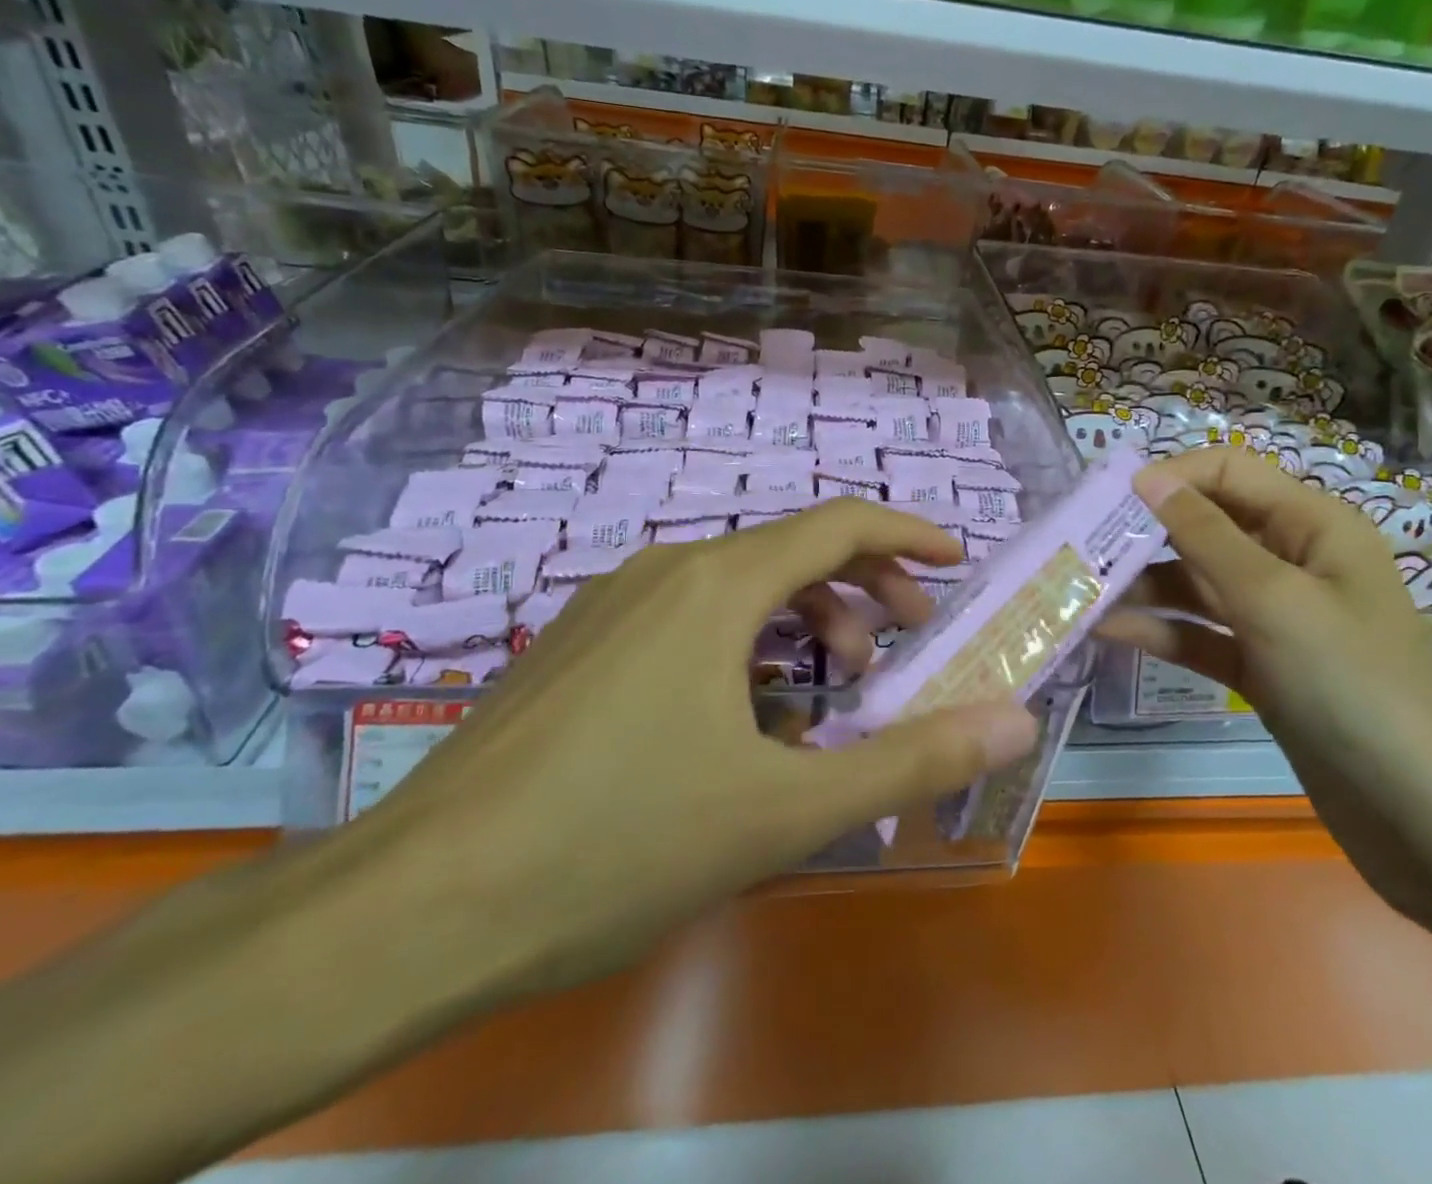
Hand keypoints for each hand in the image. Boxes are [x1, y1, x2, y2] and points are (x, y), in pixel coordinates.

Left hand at [356, 499, 1040, 998]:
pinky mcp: (577, 644)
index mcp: (717, 585)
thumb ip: (910, 759)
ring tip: (833, 687)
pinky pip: (688, 616)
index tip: (954, 562)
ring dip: (803, 619)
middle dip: (864, 587)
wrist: (417, 907)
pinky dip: (745, 641)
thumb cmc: (618, 847)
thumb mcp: (786, 810)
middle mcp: (665, 570)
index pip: (838, 525)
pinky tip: (743, 714)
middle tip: (907, 643)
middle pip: (791, 550)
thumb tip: (1013, 720)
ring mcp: (611, 603)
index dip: (907, 535)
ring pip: (737, 584)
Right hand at [1101, 449, 1431, 920]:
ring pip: (1194, 583)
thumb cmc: (1356, 687)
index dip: (1169, 477)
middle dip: (1143, 532)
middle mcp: (1291, 561)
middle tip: (1077, 549)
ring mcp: (1274, 619)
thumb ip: (1205, 535)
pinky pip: (1199, 634)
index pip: (1227, 472)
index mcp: (1312, 525)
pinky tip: (1109, 632)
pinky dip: (1160, 631)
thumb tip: (1147, 476)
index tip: (1105, 500)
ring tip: (1080, 592)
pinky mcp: (1259, 669)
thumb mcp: (1274, 599)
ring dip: (1142, 585)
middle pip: (1204, 526)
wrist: (1431, 823)